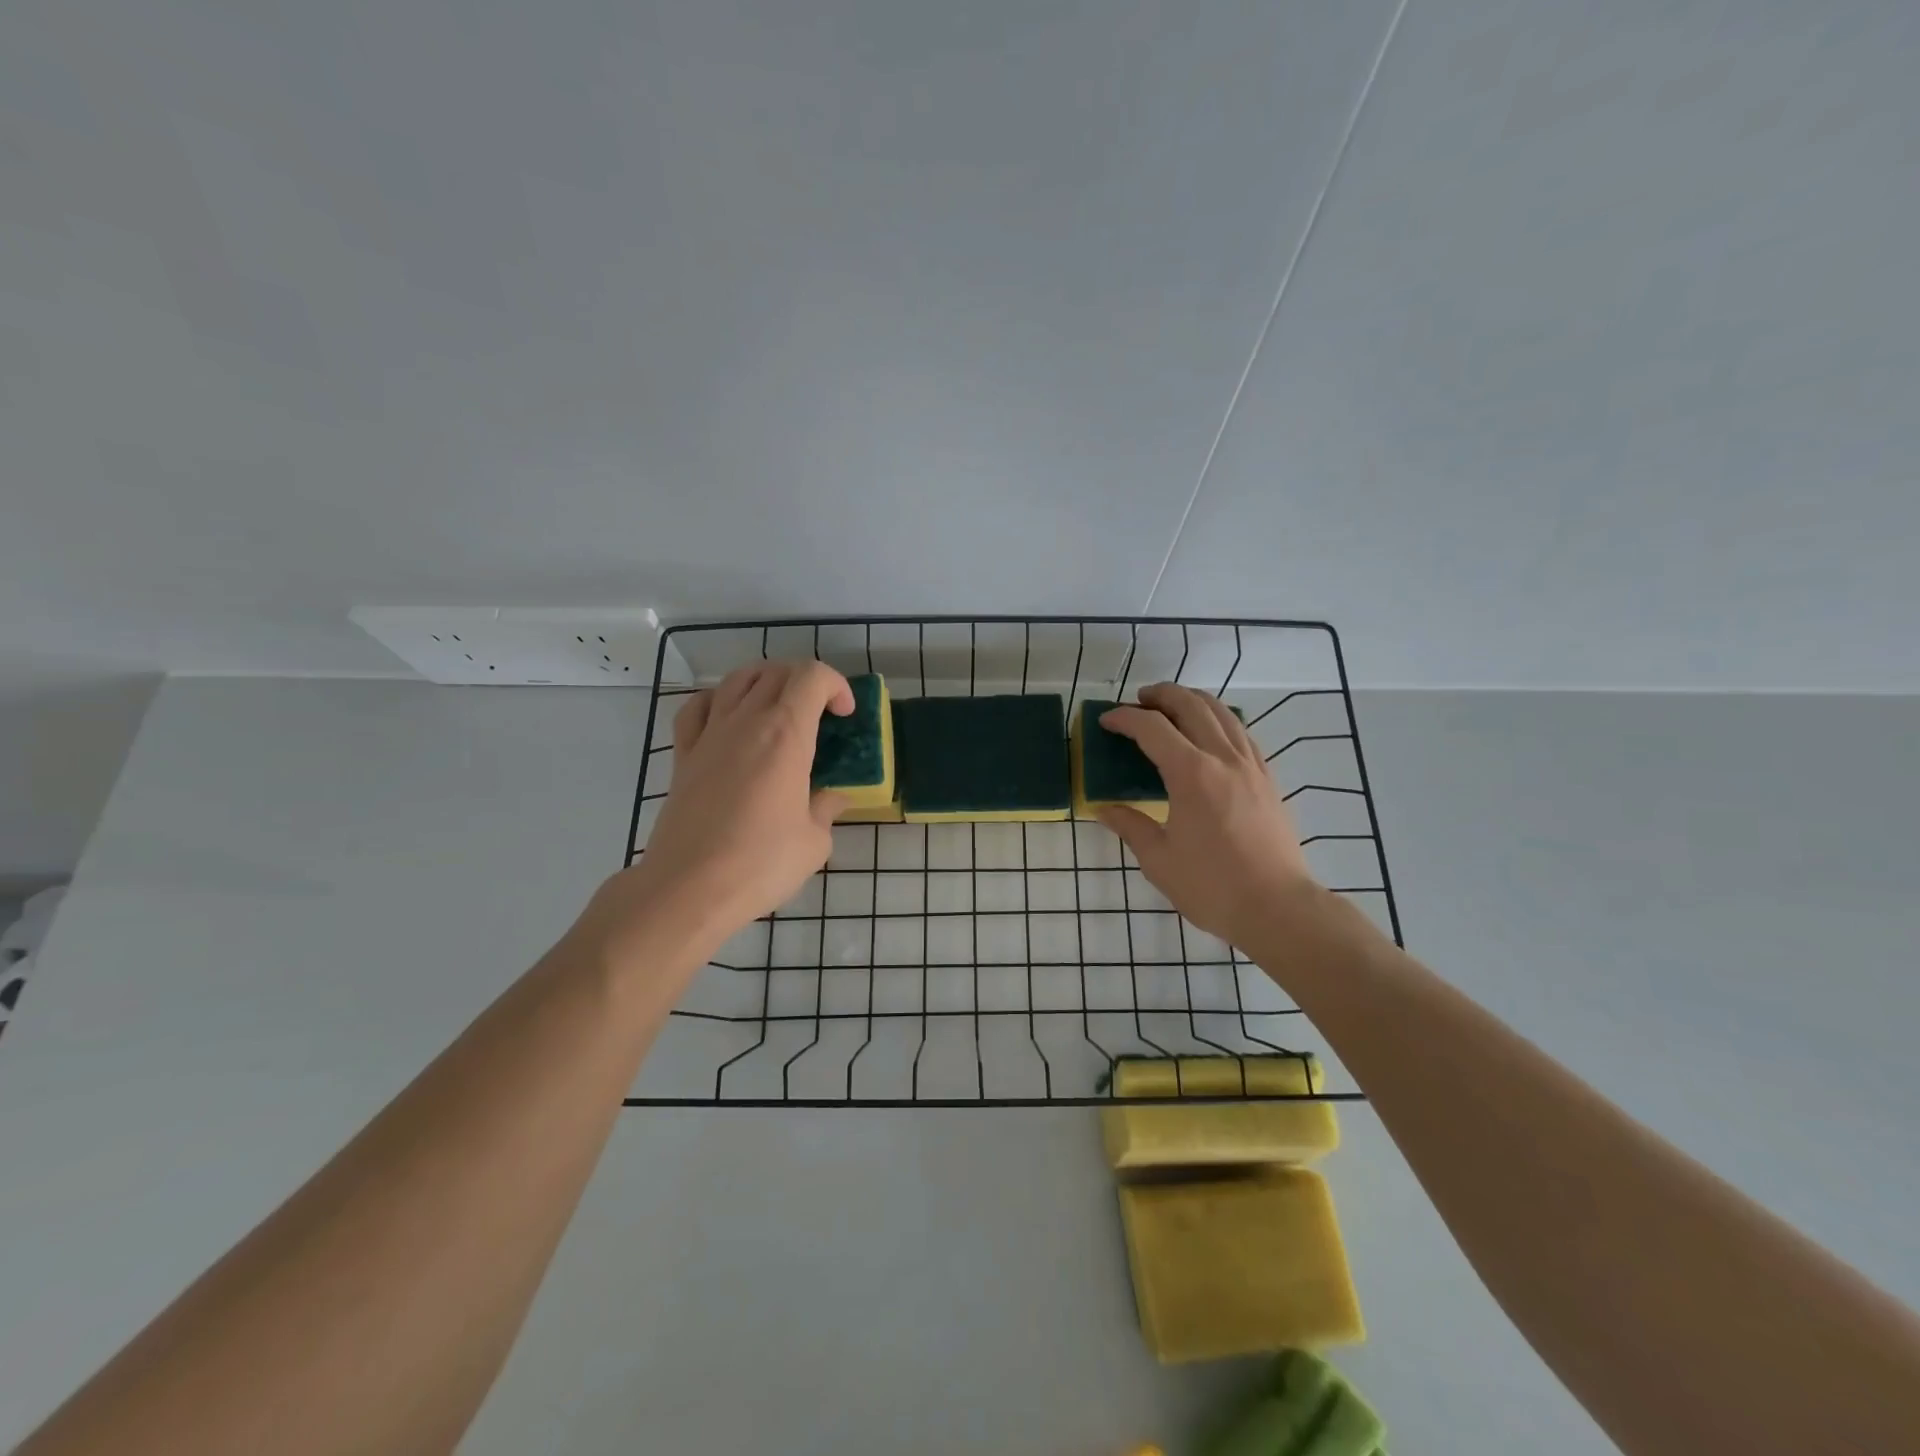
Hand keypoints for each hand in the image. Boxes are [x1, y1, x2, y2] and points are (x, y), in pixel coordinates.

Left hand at [583, 661, 852, 964]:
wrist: (688, 888)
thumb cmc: (760, 864)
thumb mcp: (814, 842)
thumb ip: (827, 809)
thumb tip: (832, 797)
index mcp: (785, 735)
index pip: (812, 677)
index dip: (836, 685)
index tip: (845, 715)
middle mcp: (746, 722)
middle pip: (777, 672)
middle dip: (807, 682)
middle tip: (821, 712)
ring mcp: (710, 735)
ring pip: (738, 679)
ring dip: (766, 681)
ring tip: (780, 707)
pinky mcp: (684, 755)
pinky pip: (699, 707)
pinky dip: (720, 700)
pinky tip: (730, 718)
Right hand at [1096, 683, 1318, 947]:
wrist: (1278, 908)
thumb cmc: (1212, 887)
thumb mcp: (1158, 860)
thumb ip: (1130, 826)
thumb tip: (1104, 809)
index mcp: (1191, 774)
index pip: (1152, 728)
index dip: (1125, 718)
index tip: (1106, 721)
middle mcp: (1223, 758)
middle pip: (1191, 705)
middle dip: (1161, 695)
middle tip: (1139, 701)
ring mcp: (1251, 766)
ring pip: (1222, 713)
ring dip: (1193, 701)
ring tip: (1172, 707)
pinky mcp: (1268, 778)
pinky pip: (1242, 733)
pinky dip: (1220, 720)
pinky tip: (1210, 734)